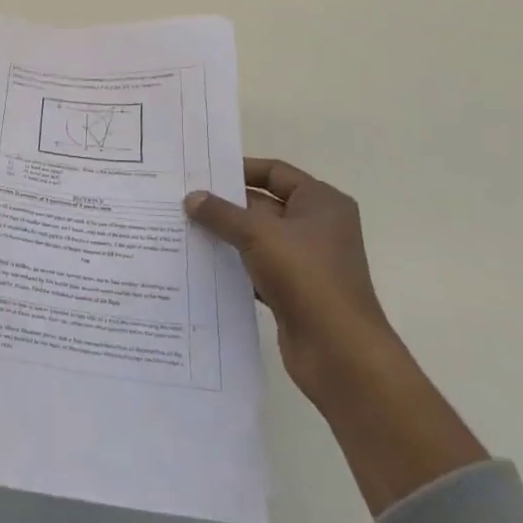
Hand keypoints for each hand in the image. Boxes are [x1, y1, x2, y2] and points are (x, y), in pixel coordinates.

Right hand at [185, 159, 397, 406]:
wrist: (339, 352)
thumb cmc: (306, 277)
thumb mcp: (258, 235)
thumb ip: (222, 213)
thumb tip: (191, 198)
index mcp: (321, 202)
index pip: (275, 172)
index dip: (240, 170)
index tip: (203, 174)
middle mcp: (317, 227)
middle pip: (264, 205)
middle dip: (226, 206)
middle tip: (183, 202)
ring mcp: (307, 262)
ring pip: (258, 239)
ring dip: (226, 237)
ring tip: (183, 230)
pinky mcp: (294, 292)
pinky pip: (257, 270)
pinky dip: (233, 267)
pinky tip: (201, 266)